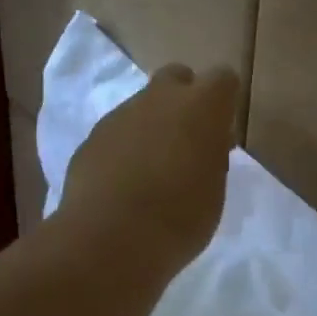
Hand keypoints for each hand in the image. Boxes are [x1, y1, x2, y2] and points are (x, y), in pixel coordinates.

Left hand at [59, 64, 238, 271]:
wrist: (110, 238)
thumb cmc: (180, 218)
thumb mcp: (215, 190)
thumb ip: (211, 158)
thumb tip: (204, 147)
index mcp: (201, 107)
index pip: (223, 79)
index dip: (224, 102)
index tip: (222, 133)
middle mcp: (159, 99)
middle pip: (176, 77)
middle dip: (184, 100)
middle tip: (188, 142)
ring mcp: (120, 116)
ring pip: (143, 106)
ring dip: (152, 127)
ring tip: (153, 172)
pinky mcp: (92, 138)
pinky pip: (117, 133)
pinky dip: (125, 149)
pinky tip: (125, 184)